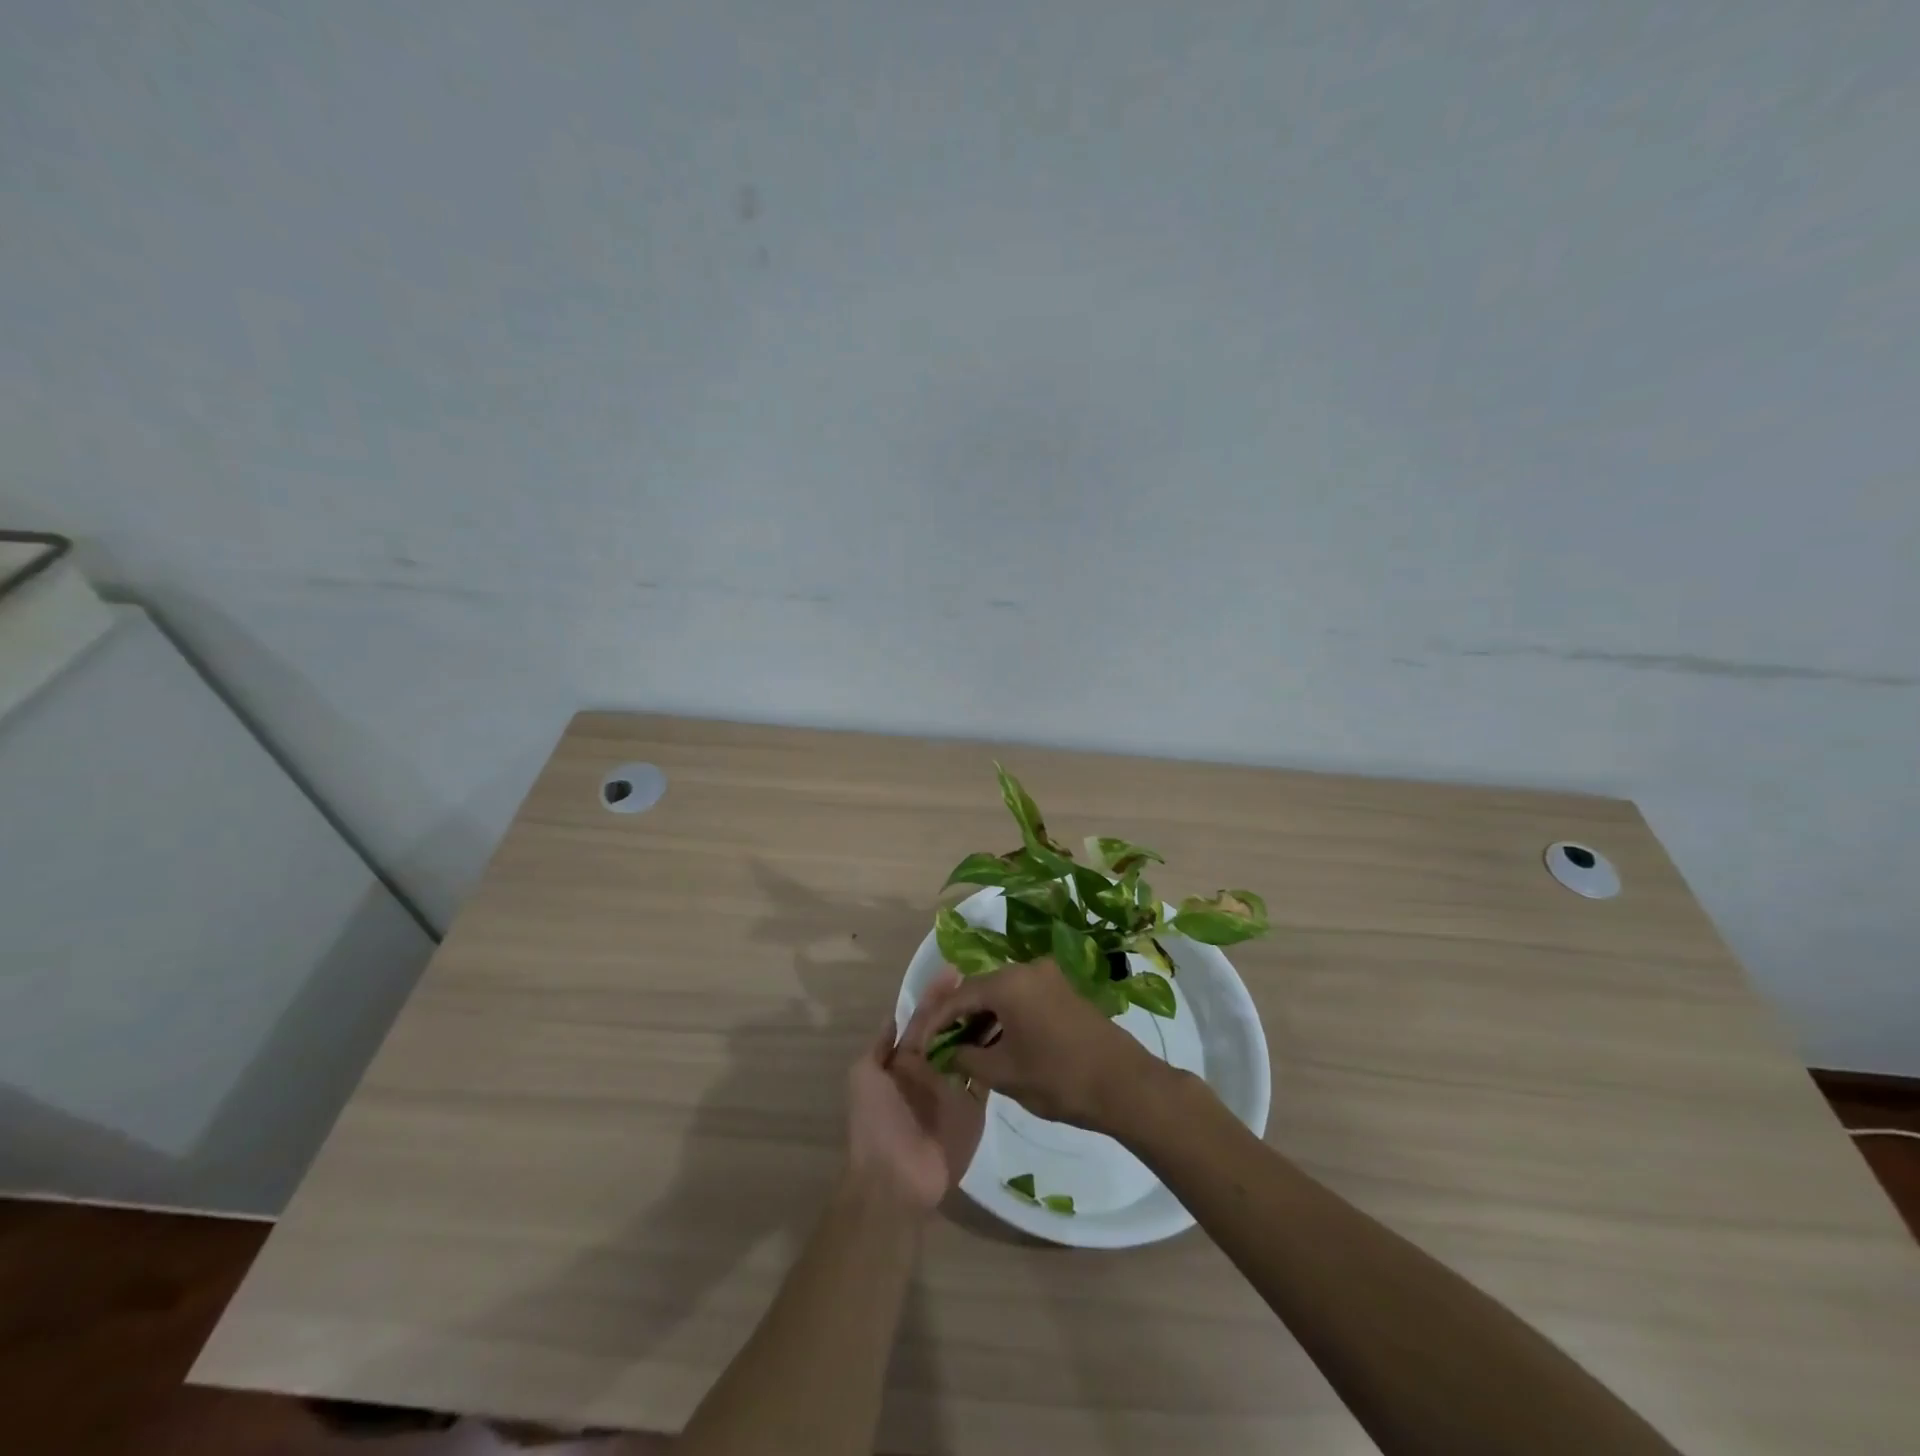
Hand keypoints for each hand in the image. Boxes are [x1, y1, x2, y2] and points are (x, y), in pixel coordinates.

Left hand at [845, 970, 985, 1213]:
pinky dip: (999, 1061)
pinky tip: (1015, 1038)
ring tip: (1005, 1002)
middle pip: (952, 1032)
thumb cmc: (876, 1123)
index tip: (955, 971)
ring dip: (986, 1029)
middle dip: (966, 1008)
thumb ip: (880, 1046)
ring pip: (973, 1052)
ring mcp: (955, 1090)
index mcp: (905, 1060)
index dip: (937, 996)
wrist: (895, 1180)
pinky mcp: (974, 1110)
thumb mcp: (864, 1076)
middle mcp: (932, 1070)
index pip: (924, 1020)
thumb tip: (894, 1015)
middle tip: (988, 982)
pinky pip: (988, 1080)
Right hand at [908, 960, 1170, 1133]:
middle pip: (981, 988)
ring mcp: (1049, 976)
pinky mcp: (1065, 989)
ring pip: (1004, 992)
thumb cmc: (1058, 1078)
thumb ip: (967, 1058)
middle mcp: (1028, 968)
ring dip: (985, 1016)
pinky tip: (1000, 1042)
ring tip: (969, 1049)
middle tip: (945, 1046)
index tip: (923, 1044)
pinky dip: (1007, 1015)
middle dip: (961, 1016)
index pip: (959, 996)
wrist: (1124, 1084)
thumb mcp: (1004, 1073)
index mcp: (1009, 982)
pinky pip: (1024, 996)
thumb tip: (947, 1051)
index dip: (938, 1021)